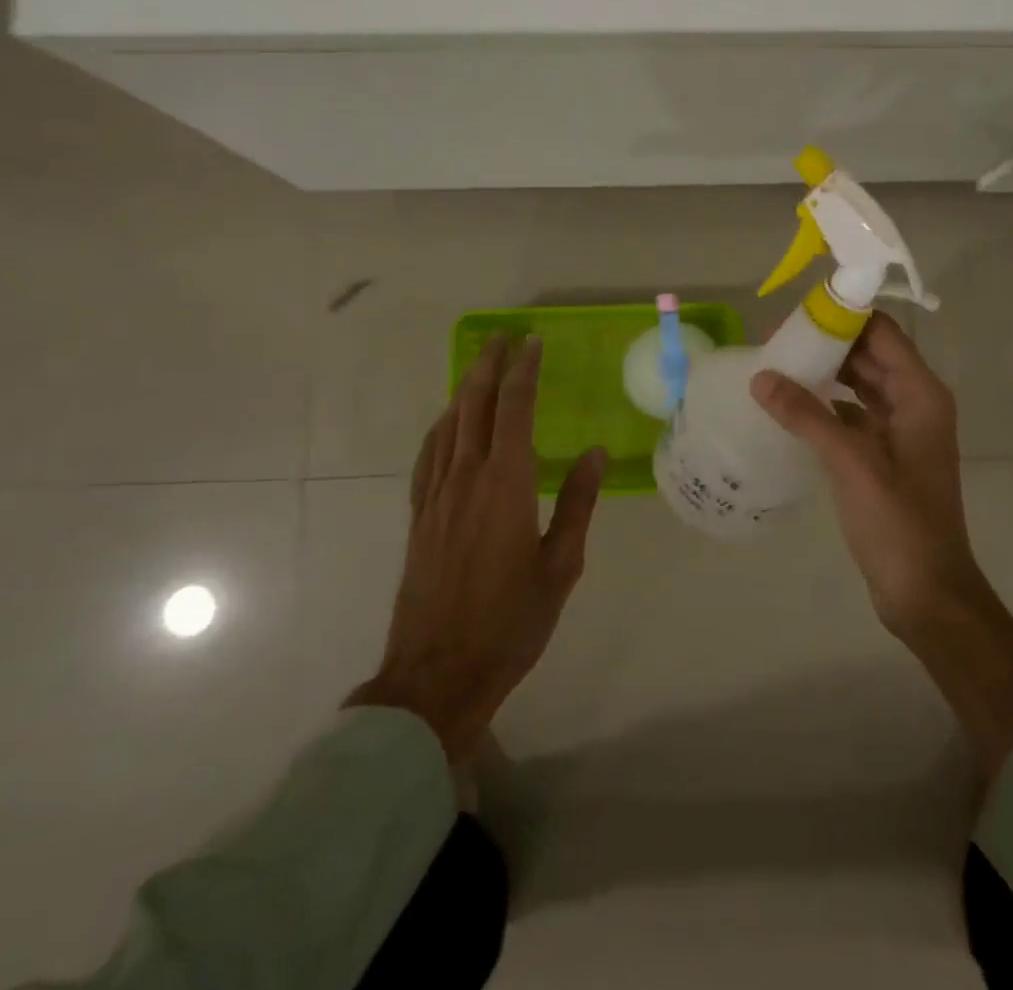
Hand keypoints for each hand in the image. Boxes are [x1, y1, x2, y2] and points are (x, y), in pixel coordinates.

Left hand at [347, 335, 606, 761]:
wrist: (437, 674)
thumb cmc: (511, 622)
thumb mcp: (561, 566)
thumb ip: (577, 504)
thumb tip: (594, 453)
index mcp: (506, 484)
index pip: (514, 409)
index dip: (524, 371)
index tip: (532, 343)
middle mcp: (467, 478)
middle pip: (474, 405)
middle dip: (489, 366)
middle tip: (503, 337)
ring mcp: (436, 496)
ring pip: (448, 425)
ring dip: (464, 389)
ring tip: (479, 366)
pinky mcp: (419, 517)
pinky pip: (429, 455)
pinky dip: (441, 427)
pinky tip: (447, 423)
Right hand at [749, 314, 980, 636]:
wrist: (925, 591)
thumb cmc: (897, 521)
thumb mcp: (850, 461)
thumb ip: (806, 415)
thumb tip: (760, 376)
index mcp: (920, 394)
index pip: (882, 333)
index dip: (844, 317)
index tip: (798, 312)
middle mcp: (914, 404)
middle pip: (870, 355)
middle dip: (828, 344)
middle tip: (776, 340)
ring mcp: (901, 432)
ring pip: (861, 385)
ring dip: (825, 374)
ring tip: (778, 367)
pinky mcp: (885, 457)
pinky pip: (854, 416)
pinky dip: (826, 407)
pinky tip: (791, 409)